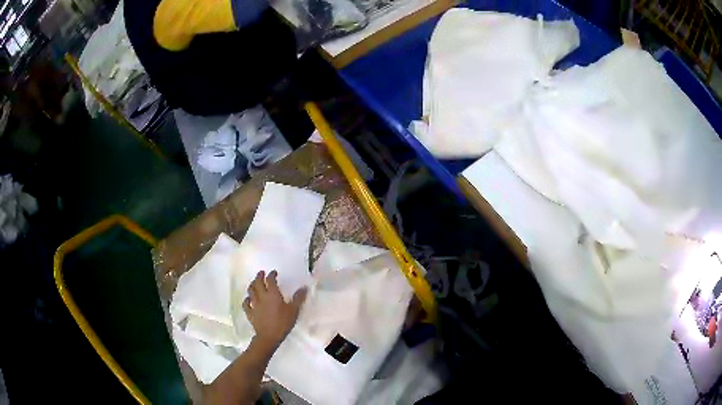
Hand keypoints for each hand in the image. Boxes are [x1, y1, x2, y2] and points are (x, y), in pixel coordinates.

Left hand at [243, 270, 307, 348]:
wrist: (269, 336)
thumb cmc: (283, 322)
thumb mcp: (294, 310)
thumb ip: (298, 298)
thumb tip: (304, 287)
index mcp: (272, 294)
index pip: (270, 280)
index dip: (271, 275)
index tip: (274, 272)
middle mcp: (261, 296)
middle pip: (257, 283)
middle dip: (259, 276)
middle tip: (261, 273)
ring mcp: (254, 305)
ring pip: (250, 291)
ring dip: (252, 285)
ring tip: (254, 283)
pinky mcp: (250, 313)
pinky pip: (246, 304)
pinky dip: (247, 300)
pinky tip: (248, 299)